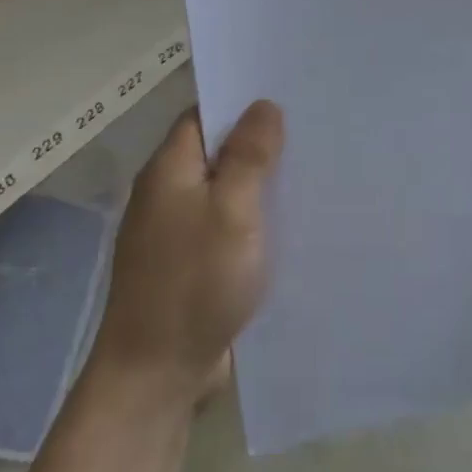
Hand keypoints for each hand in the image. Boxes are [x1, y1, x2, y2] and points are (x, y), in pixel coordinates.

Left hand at [86, 101, 284, 406]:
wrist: (158, 373)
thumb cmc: (195, 283)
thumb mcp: (231, 212)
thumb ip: (248, 157)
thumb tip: (262, 106)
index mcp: (168, 172)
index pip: (203, 117)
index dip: (241, 105)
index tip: (288, 99)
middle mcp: (167, 197)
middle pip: (215, 155)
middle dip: (259, 146)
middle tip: (314, 135)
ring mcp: (177, 235)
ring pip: (224, 195)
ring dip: (260, 188)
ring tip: (314, 174)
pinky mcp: (192, 268)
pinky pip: (227, 231)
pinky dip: (254, 225)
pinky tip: (293, 227)